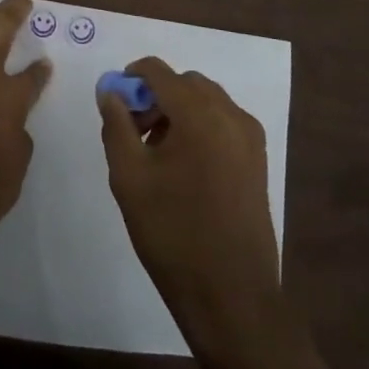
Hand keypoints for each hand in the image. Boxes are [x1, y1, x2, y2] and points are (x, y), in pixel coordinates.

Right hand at [99, 57, 282, 358]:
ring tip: (156, 153)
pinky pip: (223, 122)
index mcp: (199, 114)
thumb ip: (116, 125)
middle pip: (185, 83)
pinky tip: (184, 167)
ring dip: (178, 110)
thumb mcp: (129, 178)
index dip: (131, 78)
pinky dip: (200, 127)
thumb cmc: (173, 234)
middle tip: (134, 132)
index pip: (158, 71)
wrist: (232, 297)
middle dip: (155, 96)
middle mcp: (230, 115)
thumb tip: (110, 93)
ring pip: (206, 101)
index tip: (114, 104)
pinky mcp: (258, 160)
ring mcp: (250, 138)